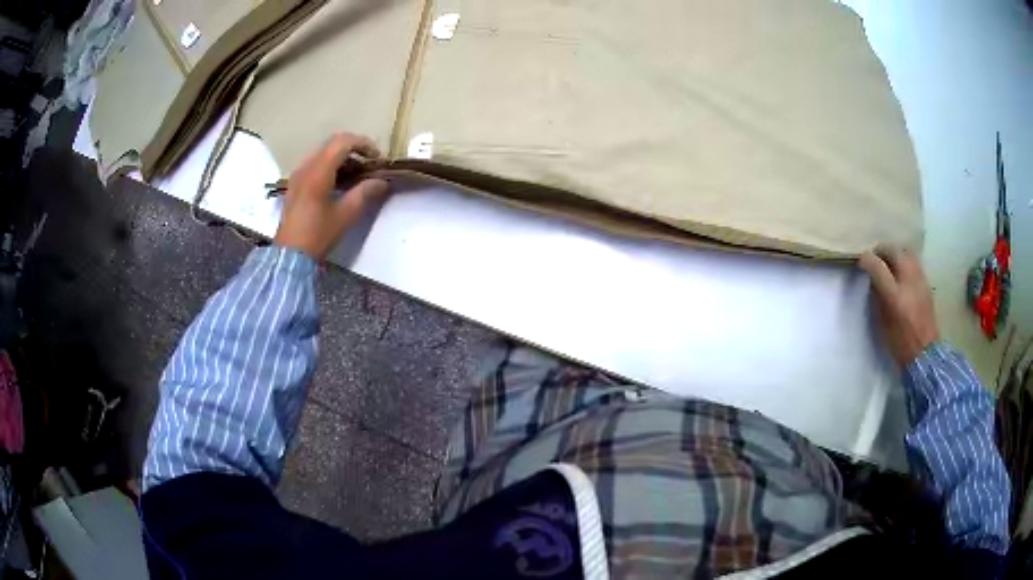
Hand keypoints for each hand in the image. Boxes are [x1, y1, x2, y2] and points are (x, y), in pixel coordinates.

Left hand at [274, 133, 389, 260]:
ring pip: (323, 153)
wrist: (290, 255)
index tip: (377, 158)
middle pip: (333, 144)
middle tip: (369, 164)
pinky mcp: (295, 184)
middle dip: (354, 149)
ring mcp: (298, 174)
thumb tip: (382, 181)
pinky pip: (315, 164)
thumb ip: (365, 192)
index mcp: (318, 171)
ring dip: (342, 157)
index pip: (343, 142)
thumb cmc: (318, 235)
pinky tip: (340, 182)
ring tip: (357, 174)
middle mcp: (306, 167)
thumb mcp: (346, 215)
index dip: (363, 144)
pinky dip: (331, 166)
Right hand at [859, 245, 939, 367]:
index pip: (878, 266)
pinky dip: (905, 259)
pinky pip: (914, 260)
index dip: (867, 259)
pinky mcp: (926, 281)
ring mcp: (919, 279)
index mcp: (895, 296)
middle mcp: (908, 282)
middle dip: (881, 250)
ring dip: (894, 252)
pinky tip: (901, 270)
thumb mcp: (883, 322)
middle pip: (894, 251)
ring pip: (906, 251)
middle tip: (874, 257)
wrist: (925, 352)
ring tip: (888, 261)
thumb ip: (878, 296)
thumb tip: (873, 279)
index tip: (861, 261)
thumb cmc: (900, 342)